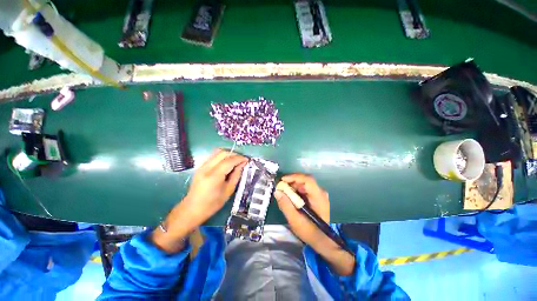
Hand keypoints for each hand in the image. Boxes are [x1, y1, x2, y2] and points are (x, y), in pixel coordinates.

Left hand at [150, 149, 246, 253]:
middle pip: (222, 153)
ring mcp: (202, 166)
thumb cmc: (212, 204)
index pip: (229, 161)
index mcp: (214, 176)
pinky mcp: (200, 166)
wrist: (192, 209)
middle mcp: (206, 168)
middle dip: (234, 154)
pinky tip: (227, 162)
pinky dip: (222, 156)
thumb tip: (242, 164)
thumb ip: (236, 175)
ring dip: (228, 154)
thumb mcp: (229, 191)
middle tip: (242, 160)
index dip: (239, 158)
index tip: (247, 160)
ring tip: (235, 160)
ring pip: (217, 152)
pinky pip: (213, 156)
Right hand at [274, 174, 330, 247]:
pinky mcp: (317, 197)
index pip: (308, 180)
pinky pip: (306, 189)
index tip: (282, 180)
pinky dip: (297, 190)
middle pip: (306, 180)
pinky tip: (291, 196)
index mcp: (319, 198)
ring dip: (294, 186)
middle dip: (292, 182)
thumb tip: (277, 191)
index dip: (295, 177)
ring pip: (305, 184)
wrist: (322, 240)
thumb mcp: (295, 221)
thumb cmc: (309, 232)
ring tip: (284, 192)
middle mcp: (321, 193)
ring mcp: (320, 195)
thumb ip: (286, 205)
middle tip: (281, 187)